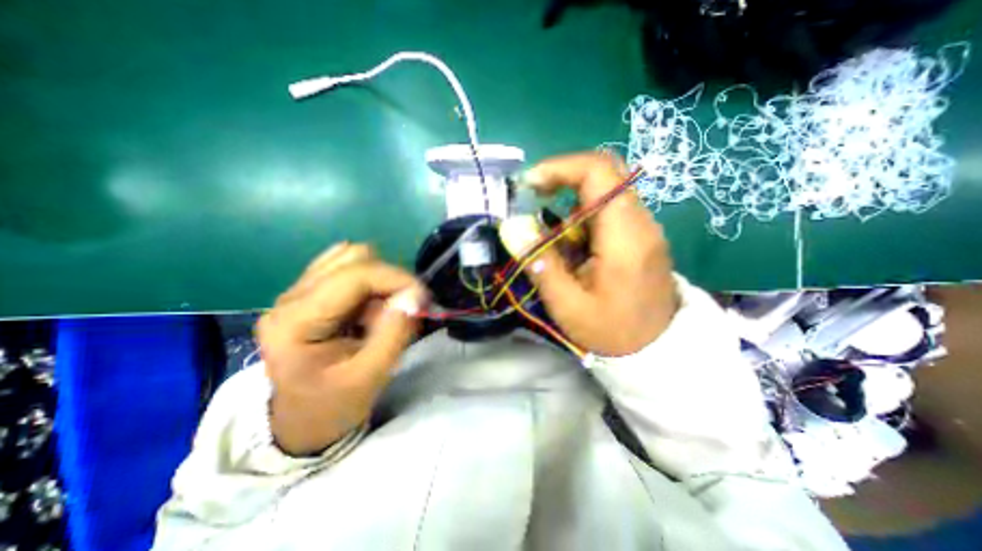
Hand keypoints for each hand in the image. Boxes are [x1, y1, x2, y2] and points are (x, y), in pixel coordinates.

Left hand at [259, 245, 427, 456]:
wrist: (306, 418)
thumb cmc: (335, 404)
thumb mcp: (370, 376)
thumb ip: (394, 333)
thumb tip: (415, 295)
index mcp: (296, 322)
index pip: (354, 276)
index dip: (396, 279)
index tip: (423, 297)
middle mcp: (290, 298)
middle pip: (353, 259)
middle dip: (389, 279)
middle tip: (405, 308)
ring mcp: (297, 291)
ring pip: (351, 257)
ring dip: (380, 279)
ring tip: (384, 310)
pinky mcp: (309, 291)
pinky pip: (347, 266)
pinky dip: (370, 279)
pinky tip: (370, 304)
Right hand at [502, 151, 680, 356]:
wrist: (656, 348)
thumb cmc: (611, 331)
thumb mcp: (567, 304)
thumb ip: (540, 263)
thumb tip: (511, 227)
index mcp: (625, 237)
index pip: (599, 172)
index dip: (560, 168)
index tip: (530, 184)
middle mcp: (640, 222)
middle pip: (604, 173)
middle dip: (562, 178)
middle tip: (534, 197)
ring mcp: (643, 227)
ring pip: (604, 191)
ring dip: (570, 204)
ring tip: (553, 237)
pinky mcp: (639, 234)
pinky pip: (608, 209)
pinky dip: (582, 217)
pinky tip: (573, 245)